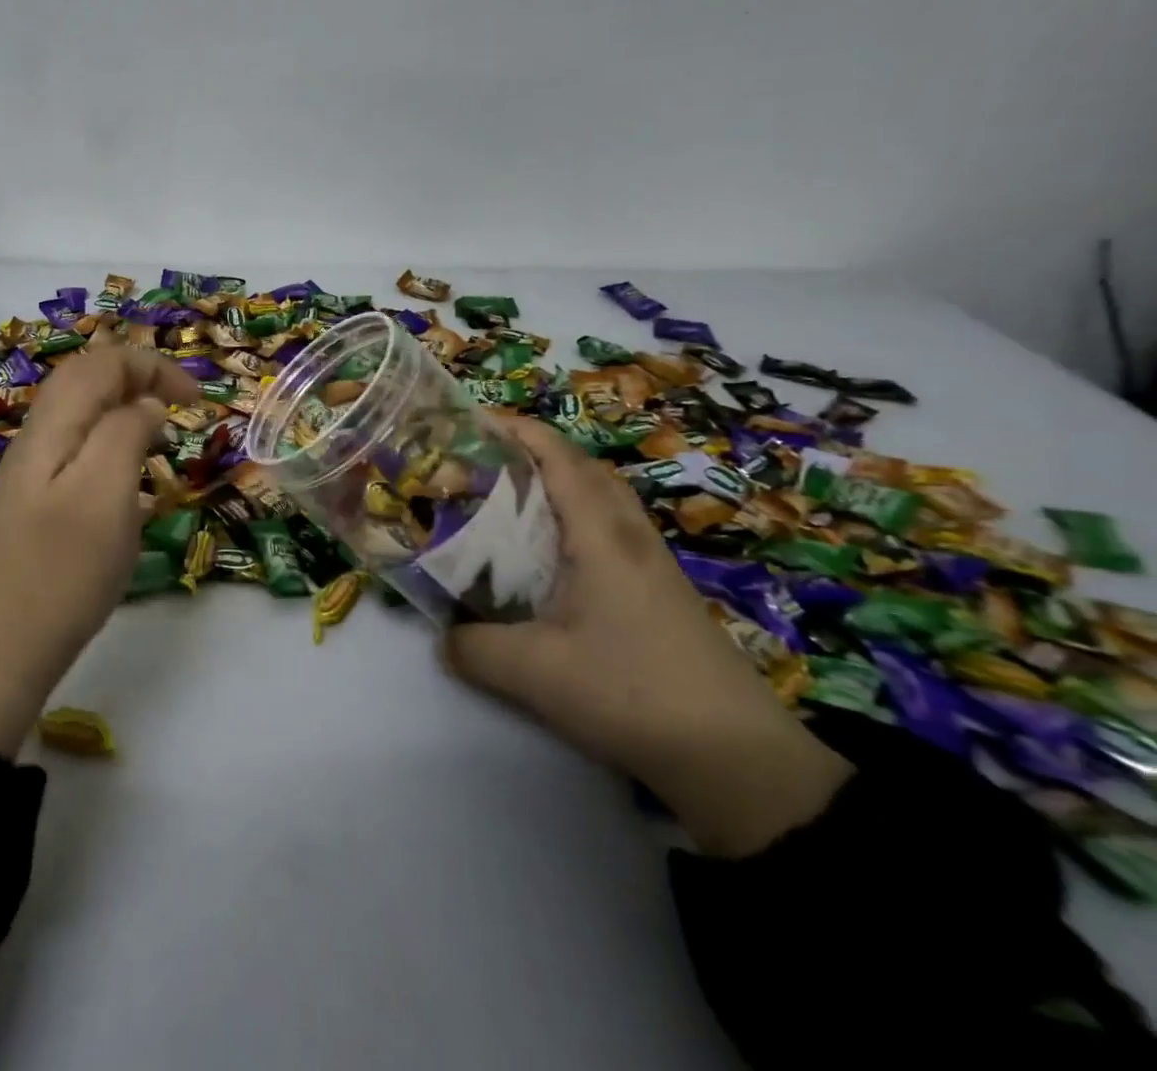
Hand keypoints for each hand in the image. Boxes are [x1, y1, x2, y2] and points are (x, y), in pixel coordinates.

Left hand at [0, 345, 199, 755]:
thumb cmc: (60, 571)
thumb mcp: (104, 494)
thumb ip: (125, 433)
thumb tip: (146, 403)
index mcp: (54, 426)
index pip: (103, 362)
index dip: (153, 366)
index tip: (195, 398)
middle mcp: (38, 438)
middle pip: (87, 380)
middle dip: (139, 379)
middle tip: (180, 408)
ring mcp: (32, 473)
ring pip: (81, 415)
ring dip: (125, 410)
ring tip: (160, 436)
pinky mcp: (36, 505)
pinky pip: (78, 450)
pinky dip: (111, 445)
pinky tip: (128, 480)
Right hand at [446, 416, 852, 856]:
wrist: (738, 760)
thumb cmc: (631, 693)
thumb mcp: (534, 673)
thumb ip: (474, 648)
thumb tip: (444, 637)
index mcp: (601, 536)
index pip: (560, 459)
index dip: (518, 430)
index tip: (473, 421)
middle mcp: (630, 537)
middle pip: (585, 469)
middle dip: (536, 451)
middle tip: (486, 461)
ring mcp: (652, 566)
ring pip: (603, 500)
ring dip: (560, 484)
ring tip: (512, 499)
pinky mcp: (660, 594)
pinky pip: (612, 532)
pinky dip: (577, 520)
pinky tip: (552, 557)